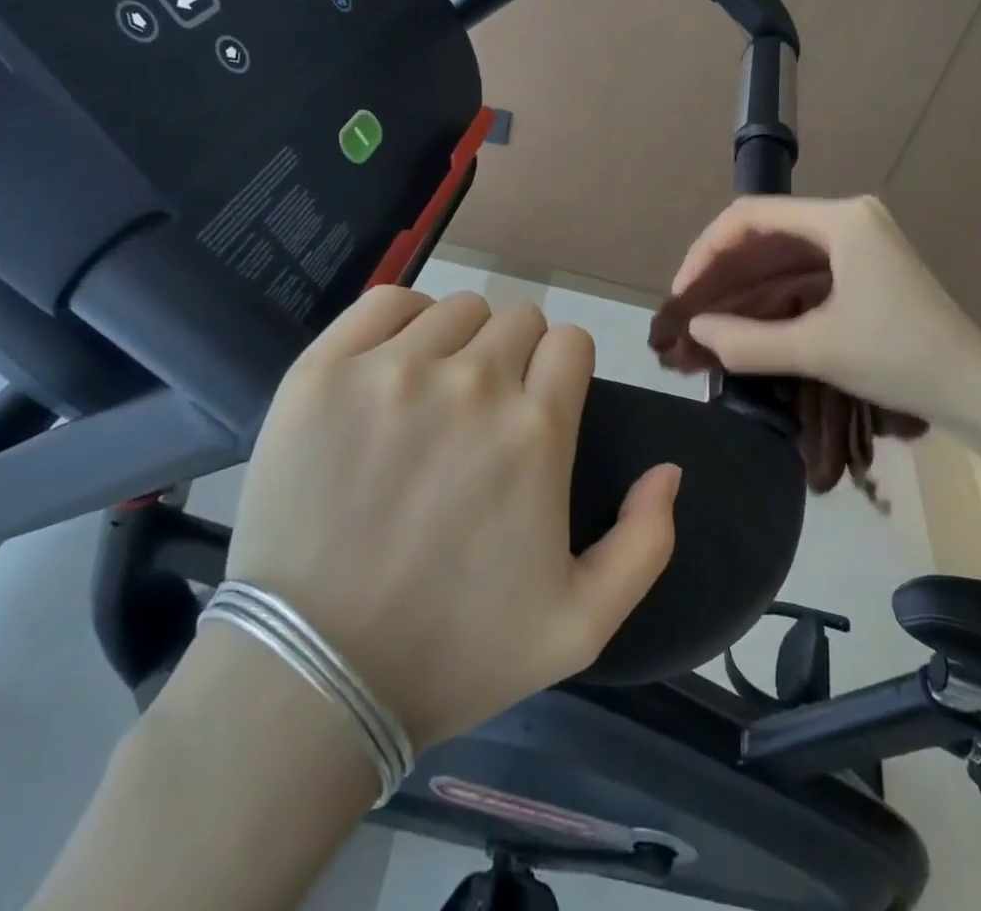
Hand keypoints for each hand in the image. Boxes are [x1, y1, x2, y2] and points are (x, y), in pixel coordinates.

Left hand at [219, 287, 680, 748]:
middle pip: (519, 318)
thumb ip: (647, 542)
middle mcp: (471, 383)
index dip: (563, 370)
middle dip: (517, 355)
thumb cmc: (451, 652)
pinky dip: (403, 320)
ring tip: (436, 394)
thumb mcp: (580, 625)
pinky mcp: (324, 373)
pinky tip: (395, 363)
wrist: (311, 678)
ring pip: (457, 309)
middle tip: (485, 412)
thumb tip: (669, 469)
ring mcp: (392, 372)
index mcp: (535, 430)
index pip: (571, 341)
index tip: (541, 405)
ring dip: (462, 341)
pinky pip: (386, 302)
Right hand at [673, 195, 980, 432]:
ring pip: (782, 251)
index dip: (708, 250)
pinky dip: (771, 291)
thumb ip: (748, 341)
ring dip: (744, 282)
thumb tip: (696, 329)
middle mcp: (848, 217)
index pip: (752, 215)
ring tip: (709, 314)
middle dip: (722, 268)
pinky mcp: (865, 266)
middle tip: (690, 308)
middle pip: (765, 230)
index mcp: (841, 219)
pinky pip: (803, 268)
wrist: (978, 391)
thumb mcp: (818, 350)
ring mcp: (859, 240)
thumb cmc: (901, 359)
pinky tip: (747, 316)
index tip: (684, 292)